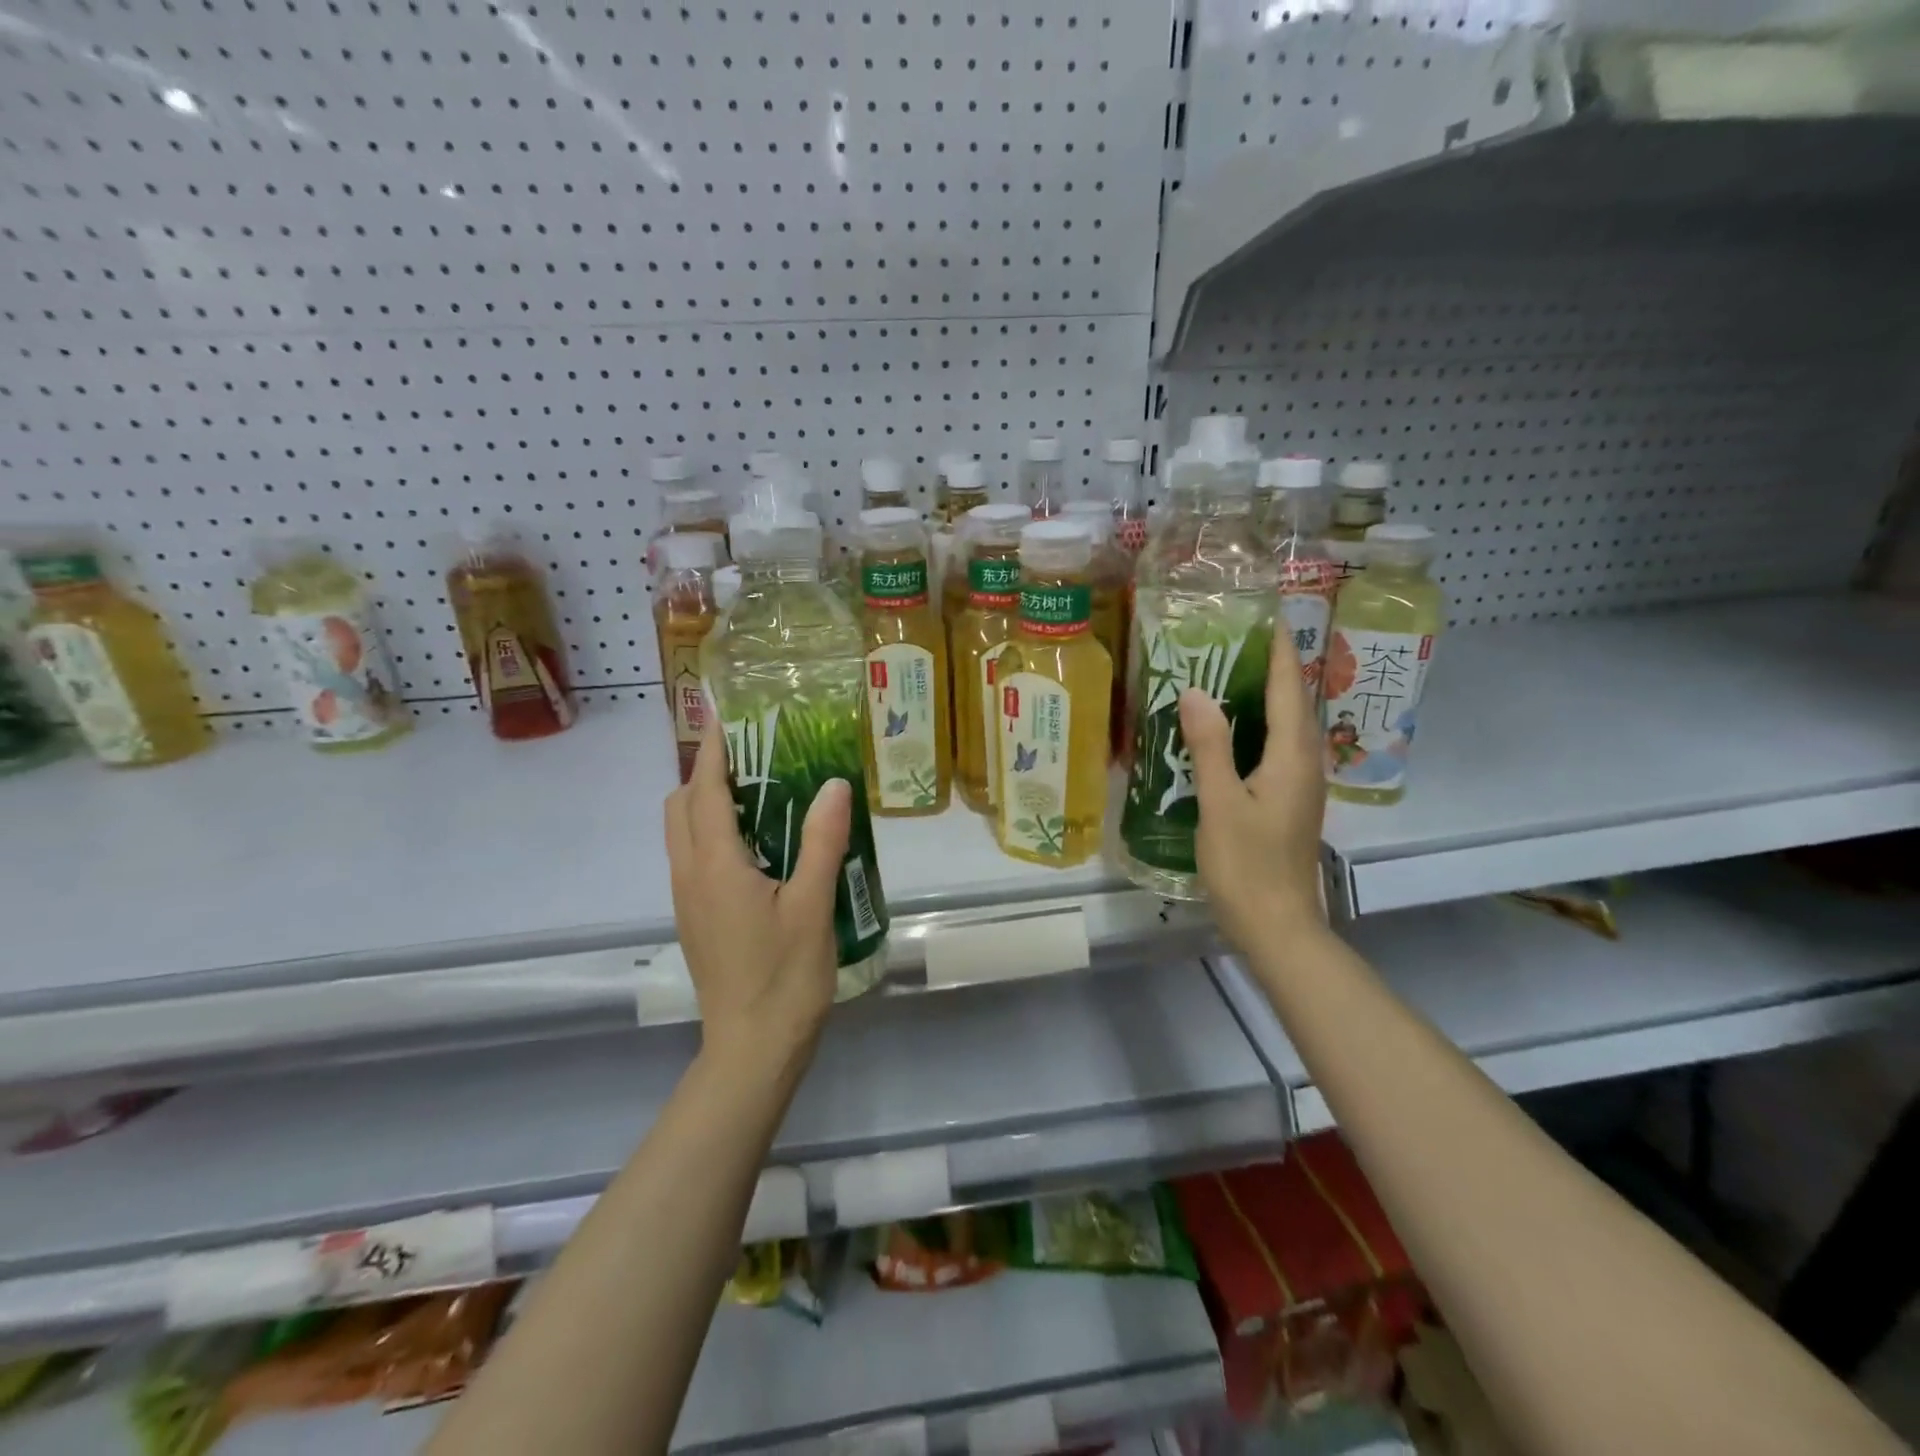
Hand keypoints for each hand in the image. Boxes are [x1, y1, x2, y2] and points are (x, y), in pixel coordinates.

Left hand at [664, 718, 850, 1066]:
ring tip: (758, 795)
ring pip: (682, 833)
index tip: (724, 717)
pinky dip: (712, 833)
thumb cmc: (785, 976)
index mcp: (714, 865)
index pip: (704, 790)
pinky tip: (758, 847)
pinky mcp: (695, 920)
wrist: (753, 1050)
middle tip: (753, 759)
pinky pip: (693, 858)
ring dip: (707, 804)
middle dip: (704, 773)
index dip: (711, 750)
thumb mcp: (812, 904)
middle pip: (680, 806)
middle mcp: (690, 875)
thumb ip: (820, 840)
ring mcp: (687, 901)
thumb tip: (833, 784)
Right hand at [1179, 627, 1327, 953]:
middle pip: (1292, 701)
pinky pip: (1275, 747)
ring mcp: (1299, 784)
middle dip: (1269, 665)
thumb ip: (1210, 746)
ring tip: (1225, 671)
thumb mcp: (1221, 804)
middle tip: (1231, 638)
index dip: (1278, 650)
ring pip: (1284, 725)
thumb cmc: (1248, 866)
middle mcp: (1304, 762)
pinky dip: (1255, 726)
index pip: (1289, 687)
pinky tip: (1226, 730)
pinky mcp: (1288, 801)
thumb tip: (1197, 692)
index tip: (1262, 615)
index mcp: (1293, 756)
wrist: (1277, 926)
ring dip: (1262, 695)